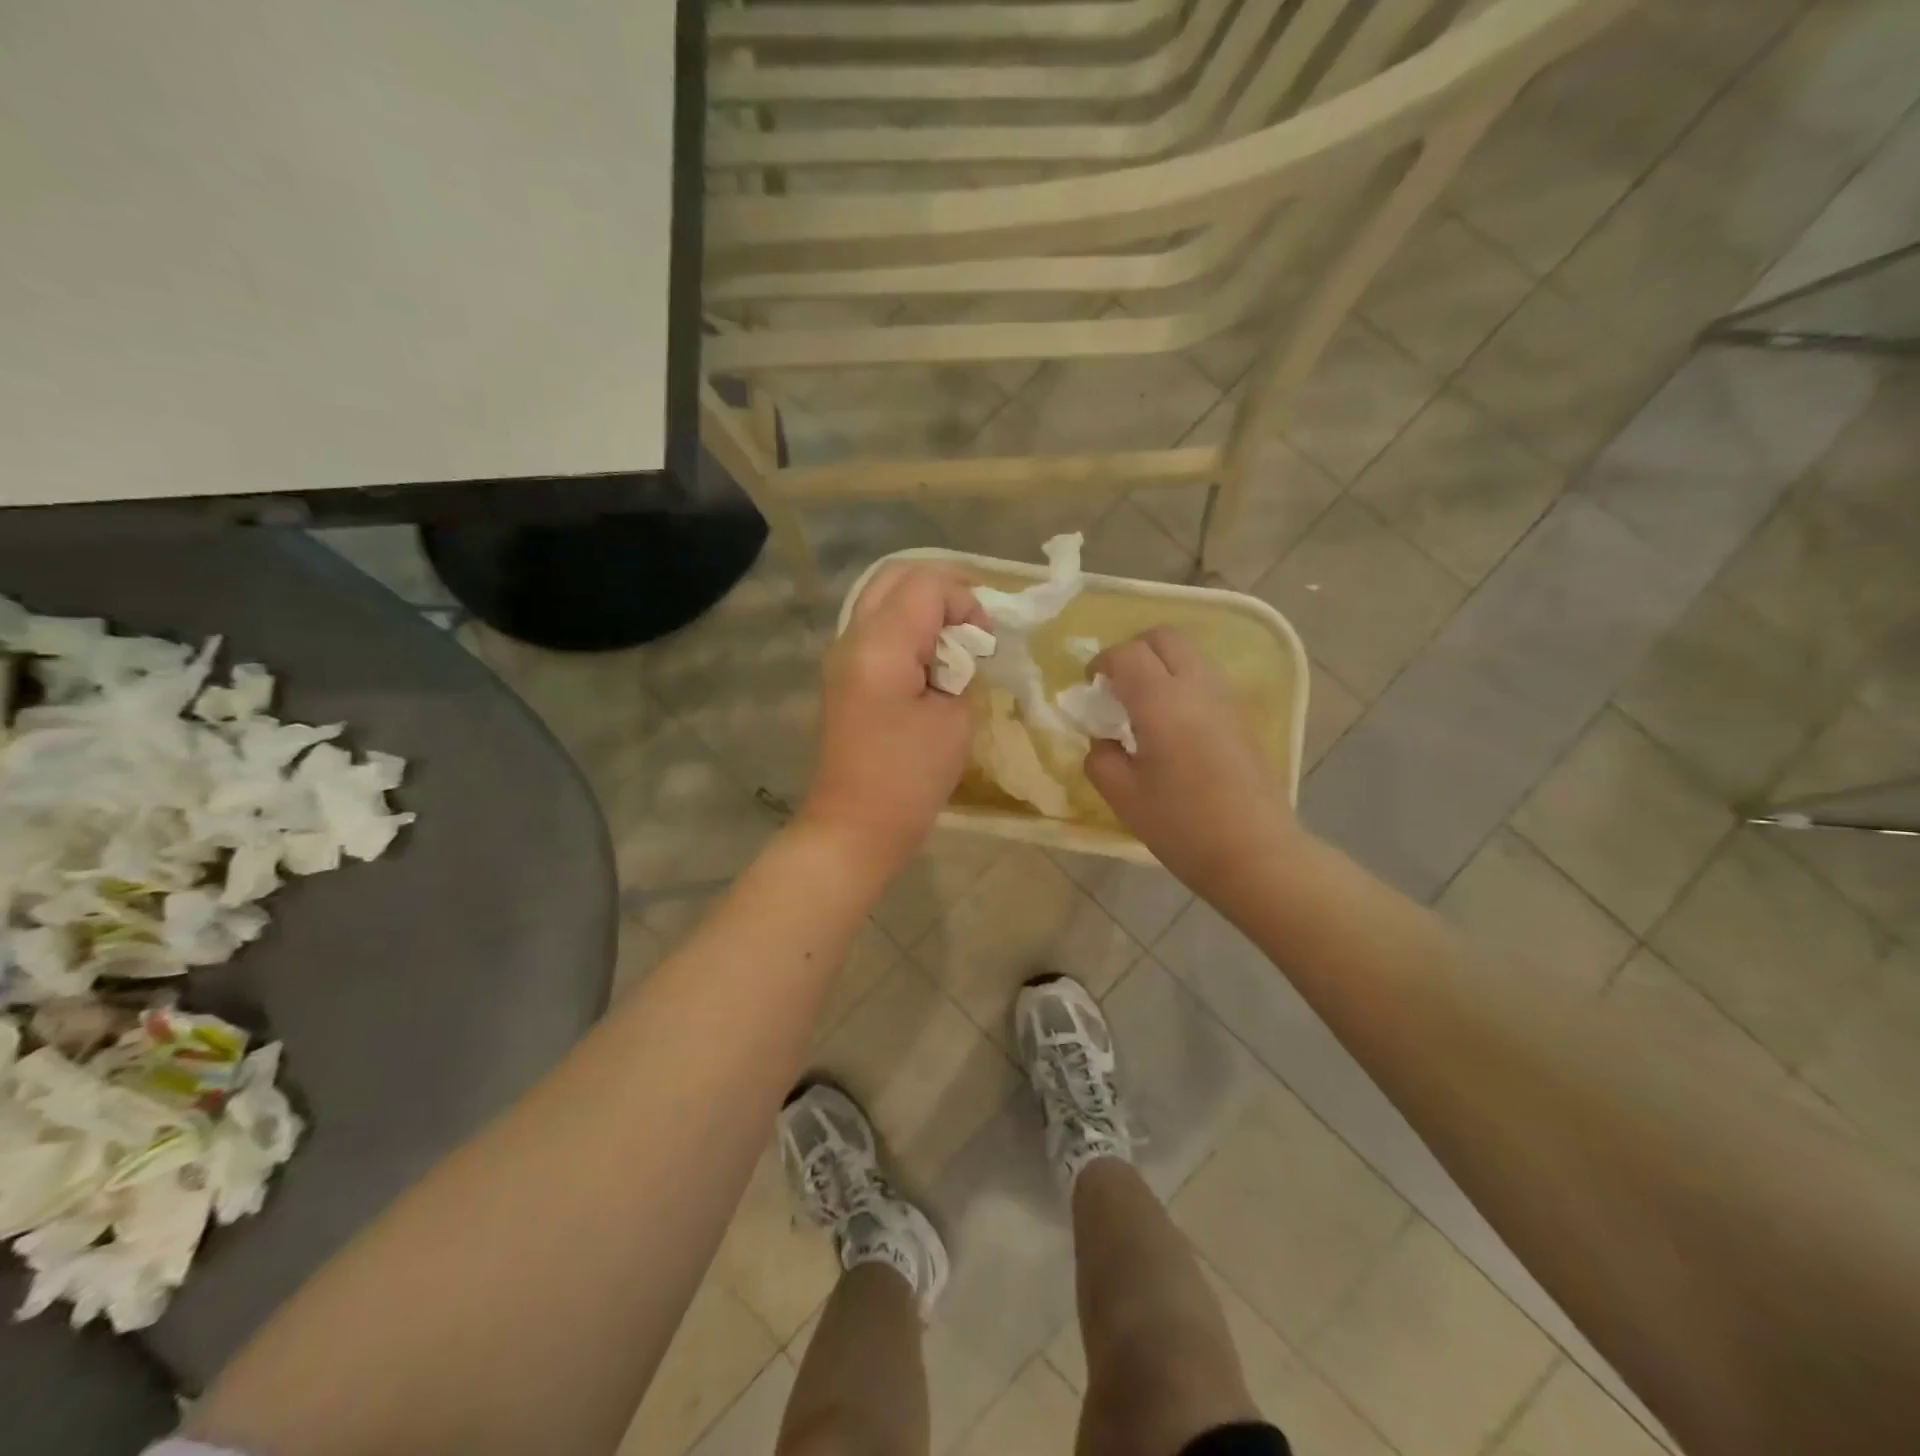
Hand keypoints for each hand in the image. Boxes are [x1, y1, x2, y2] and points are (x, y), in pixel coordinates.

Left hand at [803, 565, 988, 877]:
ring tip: (956, 642)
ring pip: (881, 600)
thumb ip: (960, 670)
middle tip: (974, 622)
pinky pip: (875, 630)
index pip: (925, 584)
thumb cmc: (909, 778)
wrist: (855, 828)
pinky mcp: (843, 677)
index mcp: (880, 645)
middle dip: (941, 589)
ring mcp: (842, 657)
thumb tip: (957, 651)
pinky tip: (932, 661)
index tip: (986, 640)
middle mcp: (852, 638)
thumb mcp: (955, 720)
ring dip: (922, 608)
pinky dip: (907, 630)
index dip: (965, 600)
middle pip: (895, 577)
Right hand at [1084, 628, 1298, 898]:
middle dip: (1134, 650)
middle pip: (1165, 638)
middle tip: (1117, 684)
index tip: (1090, 685)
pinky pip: (1207, 680)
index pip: (1127, 654)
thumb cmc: (1182, 825)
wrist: (1255, 853)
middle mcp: (1197, 688)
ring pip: (1190, 656)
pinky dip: (1183, 684)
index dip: (1102, 661)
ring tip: (1144, 706)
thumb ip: (1101, 758)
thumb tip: (1103, 741)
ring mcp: (1226, 700)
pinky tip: (1173, 726)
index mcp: (1161, 702)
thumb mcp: (1124, 796)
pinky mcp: (1243, 718)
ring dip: (1161, 665)